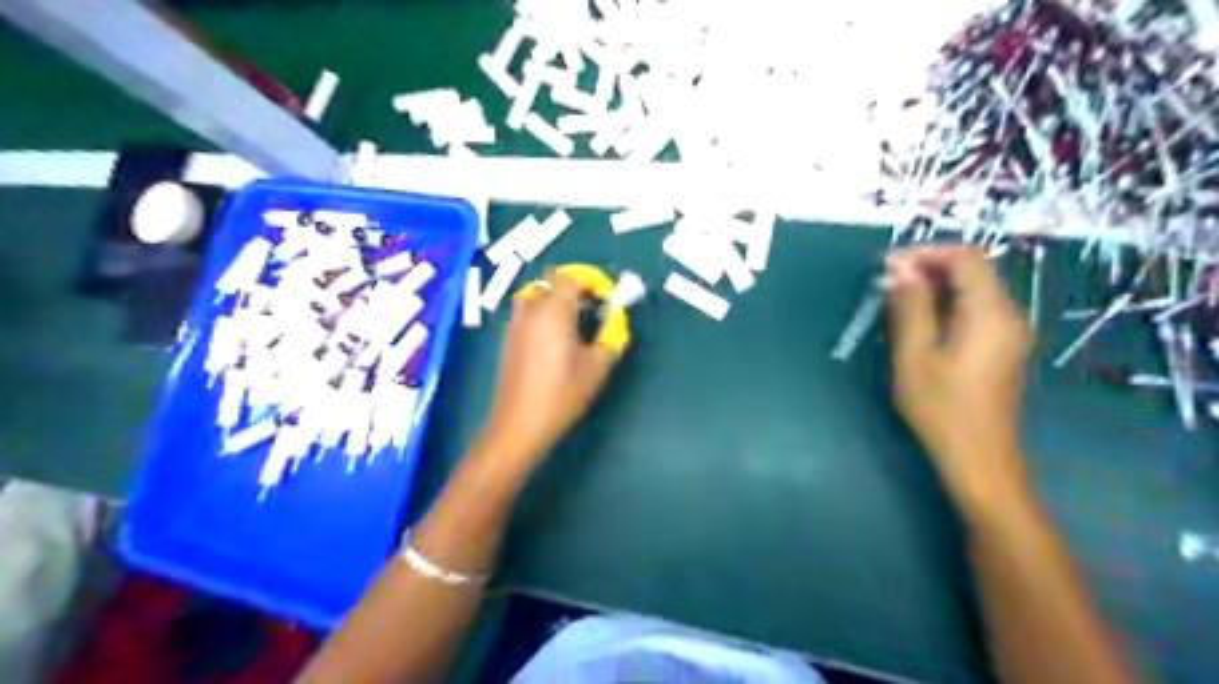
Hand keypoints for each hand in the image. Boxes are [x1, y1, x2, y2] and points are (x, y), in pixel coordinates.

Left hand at [485, 269, 619, 466]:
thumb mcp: (597, 367)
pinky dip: (541, 312)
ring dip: (554, 298)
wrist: (520, 423)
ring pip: (535, 294)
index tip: (605, 298)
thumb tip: (616, 320)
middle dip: (572, 287)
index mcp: (554, 312)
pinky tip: (554, 339)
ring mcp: (516, 324)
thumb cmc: (562, 394)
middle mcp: (532, 311)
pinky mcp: (508, 339)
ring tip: (572, 321)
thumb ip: (611, 337)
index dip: (590, 281)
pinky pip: (526, 311)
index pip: (570, 277)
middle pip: (550, 280)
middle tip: (590, 308)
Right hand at [887, 243, 1026, 508]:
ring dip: (935, 286)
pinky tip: (920, 321)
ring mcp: (1009, 333)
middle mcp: (1008, 315)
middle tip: (887, 281)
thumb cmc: (941, 408)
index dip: (926, 252)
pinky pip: (975, 310)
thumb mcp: (914, 356)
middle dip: (929, 267)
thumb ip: (909, 308)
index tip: (888, 265)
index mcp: (990, 313)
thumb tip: (899, 271)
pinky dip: (946, 304)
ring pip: (974, 290)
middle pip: (973, 271)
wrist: (978, 459)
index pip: (965, 258)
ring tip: (896, 298)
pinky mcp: (1001, 348)